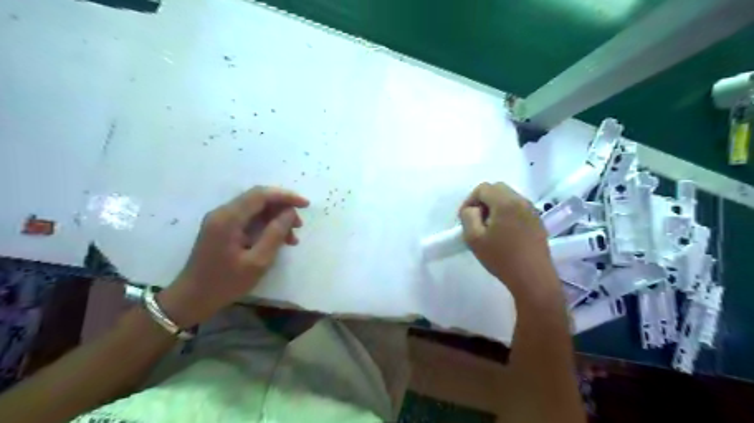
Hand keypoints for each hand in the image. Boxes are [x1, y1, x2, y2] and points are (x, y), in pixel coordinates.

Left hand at [159, 185, 307, 326]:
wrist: (192, 299)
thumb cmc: (225, 283)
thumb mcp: (257, 262)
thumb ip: (275, 234)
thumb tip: (290, 213)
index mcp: (228, 218)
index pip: (261, 195)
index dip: (285, 196)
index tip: (306, 204)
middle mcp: (222, 213)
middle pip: (258, 199)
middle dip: (282, 208)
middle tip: (299, 226)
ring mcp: (221, 220)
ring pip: (255, 209)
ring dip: (276, 219)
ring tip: (291, 238)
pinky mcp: (222, 228)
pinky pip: (249, 219)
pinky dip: (265, 226)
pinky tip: (278, 240)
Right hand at [459, 181, 558, 296]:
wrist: (533, 278)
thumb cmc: (501, 258)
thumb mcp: (474, 238)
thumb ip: (468, 216)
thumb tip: (472, 209)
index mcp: (505, 202)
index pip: (483, 188)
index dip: (469, 200)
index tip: (465, 218)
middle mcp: (521, 200)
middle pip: (497, 189)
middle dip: (483, 201)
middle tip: (476, 221)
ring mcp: (532, 210)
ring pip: (508, 198)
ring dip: (495, 207)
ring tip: (489, 228)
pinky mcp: (537, 221)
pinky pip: (517, 208)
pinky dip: (507, 213)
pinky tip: (504, 234)